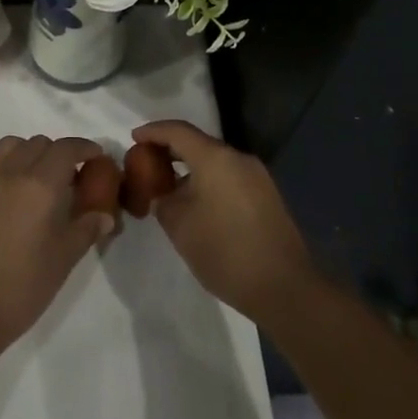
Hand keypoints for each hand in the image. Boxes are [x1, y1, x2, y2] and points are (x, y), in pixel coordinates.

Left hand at [0, 135, 116, 352]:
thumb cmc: (19, 289)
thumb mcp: (62, 261)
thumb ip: (86, 230)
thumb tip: (105, 215)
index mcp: (39, 186)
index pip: (66, 149)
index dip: (84, 148)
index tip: (95, 156)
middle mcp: (9, 172)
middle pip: (38, 143)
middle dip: (57, 153)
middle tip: (65, 177)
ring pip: (9, 146)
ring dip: (27, 153)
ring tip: (33, 179)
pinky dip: (1, 167)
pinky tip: (4, 193)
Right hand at [133, 120, 313, 322]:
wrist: (283, 287)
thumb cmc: (224, 251)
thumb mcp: (179, 226)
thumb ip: (164, 200)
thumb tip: (164, 192)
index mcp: (215, 158)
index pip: (178, 131)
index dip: (153, 132)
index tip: (134, 138)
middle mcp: (239, 158)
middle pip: (198, 143)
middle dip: (171, 150)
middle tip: (147, 164)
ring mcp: (257, 176)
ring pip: (216, 162)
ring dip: (191, 168)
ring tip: (170, 187)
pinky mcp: (267, 196)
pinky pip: (230, 177)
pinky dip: (209, 181)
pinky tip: (198, 204)